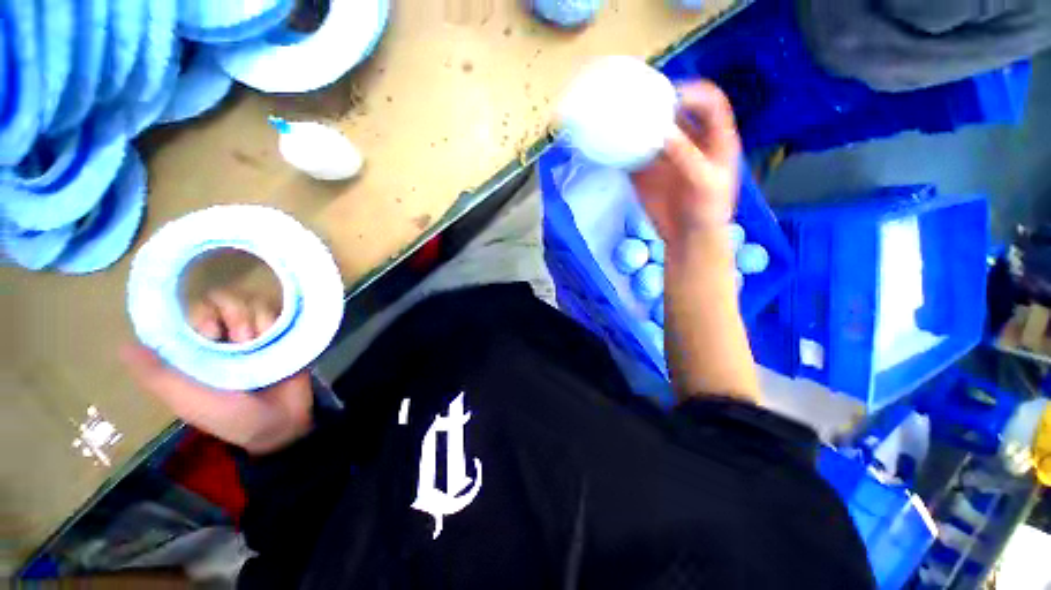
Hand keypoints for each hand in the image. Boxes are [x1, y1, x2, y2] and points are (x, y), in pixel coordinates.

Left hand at [121, 291, 313, 455]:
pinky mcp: (284, 335)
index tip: (211, 333)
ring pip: (254, 303)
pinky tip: (277, 338)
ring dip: (257, 321)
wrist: (278, 424)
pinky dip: (276, 321)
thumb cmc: (229, 416)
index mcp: (200, 348)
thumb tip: (123, 345)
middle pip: (226, 301)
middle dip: (234, 315)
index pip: (196, 311)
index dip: (203, 315)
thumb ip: (157, 376)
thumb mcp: (187, 401)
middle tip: (243, 340)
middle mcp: (228, 336)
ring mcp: (258, 334)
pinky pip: (279, 313)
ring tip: (262, 344)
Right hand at [631, 81, 741, 246]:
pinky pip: (635, 154)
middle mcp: (689, 140)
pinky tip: (614, 145)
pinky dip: (625, 149)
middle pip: (676, 111)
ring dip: (639, 124)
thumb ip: (687, 157)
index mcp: (714, 138)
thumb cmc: (707, 210)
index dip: (694, 93)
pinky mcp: (648, 172)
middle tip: (639, 101)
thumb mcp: (704, 183)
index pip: (710, 102)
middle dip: (660, 102)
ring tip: (622, 118)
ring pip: (653, 130)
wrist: (687, 237)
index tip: (670, 96)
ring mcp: (666, 156)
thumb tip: (663, 133)